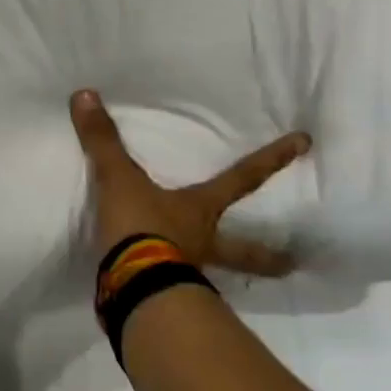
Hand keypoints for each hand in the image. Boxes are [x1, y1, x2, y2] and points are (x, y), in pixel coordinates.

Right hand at [71, 89, 311, 275]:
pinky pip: (176, 290)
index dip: (271, 159)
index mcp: (200, 208)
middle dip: (266, 255)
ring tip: (234, 293)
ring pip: (216, 274)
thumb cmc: (141, 226)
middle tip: (292, 263)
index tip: (305, 144)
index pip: (242, 177)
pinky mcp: (166, 296)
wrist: (133, 285)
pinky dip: (175, 291)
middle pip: (243, 248)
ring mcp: (188, 272)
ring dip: (227, 279)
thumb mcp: (118, 179)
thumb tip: (85, 94)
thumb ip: (102, 141)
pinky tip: (168, 294)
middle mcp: (203, 241)